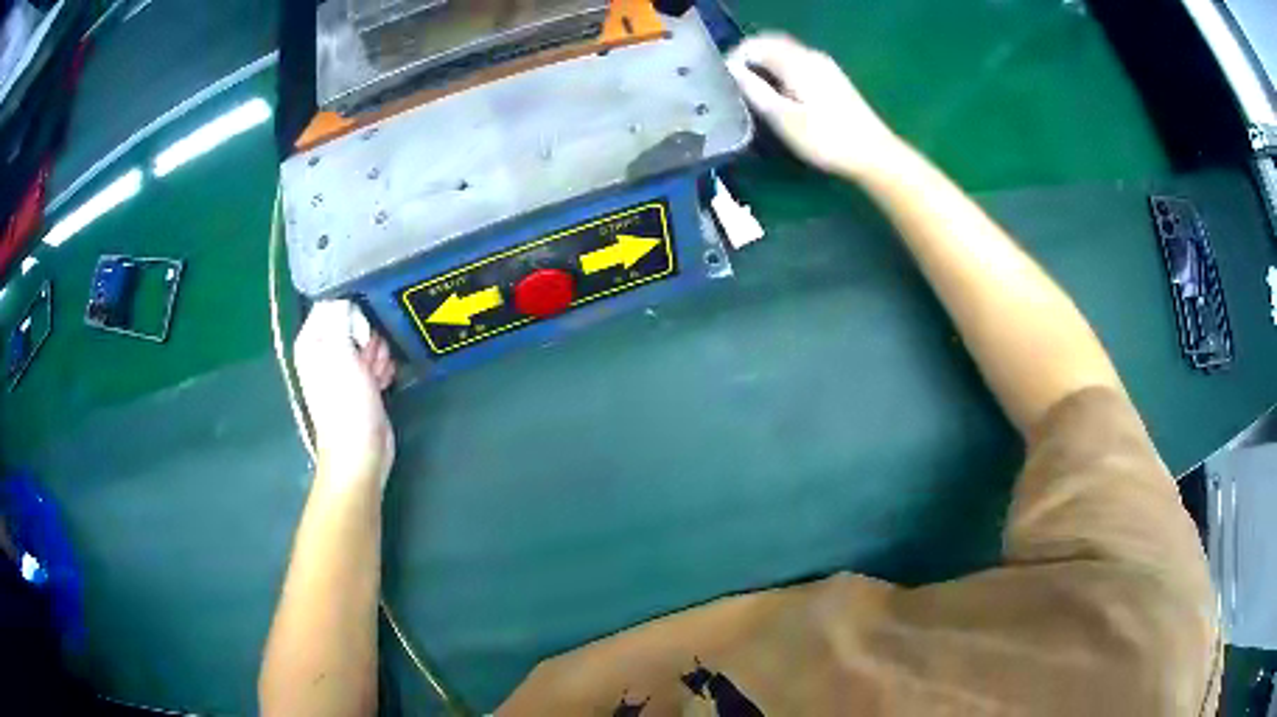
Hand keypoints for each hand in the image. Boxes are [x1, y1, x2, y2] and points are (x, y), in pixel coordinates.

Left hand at [294, 300, 396, 491]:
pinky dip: (383, 367)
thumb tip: (347, 292)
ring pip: (369, 338)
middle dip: (369, 333)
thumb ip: (341, 315)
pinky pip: (377, 358)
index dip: (353, 307)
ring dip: (379, 352)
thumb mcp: (341, 352)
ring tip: (375, 373)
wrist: (360, 453)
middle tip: (368, 355)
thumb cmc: (346, 405)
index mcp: (312, 339)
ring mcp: (343, 365)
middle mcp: (324, 348)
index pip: (334, 300)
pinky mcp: (361, 380)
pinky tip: (382, 381)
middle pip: (355, 318)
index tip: (363, 324)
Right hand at [727, 34, 903, 178]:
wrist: (874, 155)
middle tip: (732, 83)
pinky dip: (780, 69)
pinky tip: (777, 91)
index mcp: (796, 62)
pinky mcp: (832, 77)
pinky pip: (796, 62)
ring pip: (784, 52)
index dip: (733, 60)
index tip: (721, 82)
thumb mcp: (783, 119)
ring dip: (763, 63)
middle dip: (747, 58)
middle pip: (769, 43)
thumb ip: (754, 90)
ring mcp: (824, 65)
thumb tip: (731, 71)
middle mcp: (810, 55)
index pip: (753, 45)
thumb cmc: (826, 139)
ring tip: (750, 89)